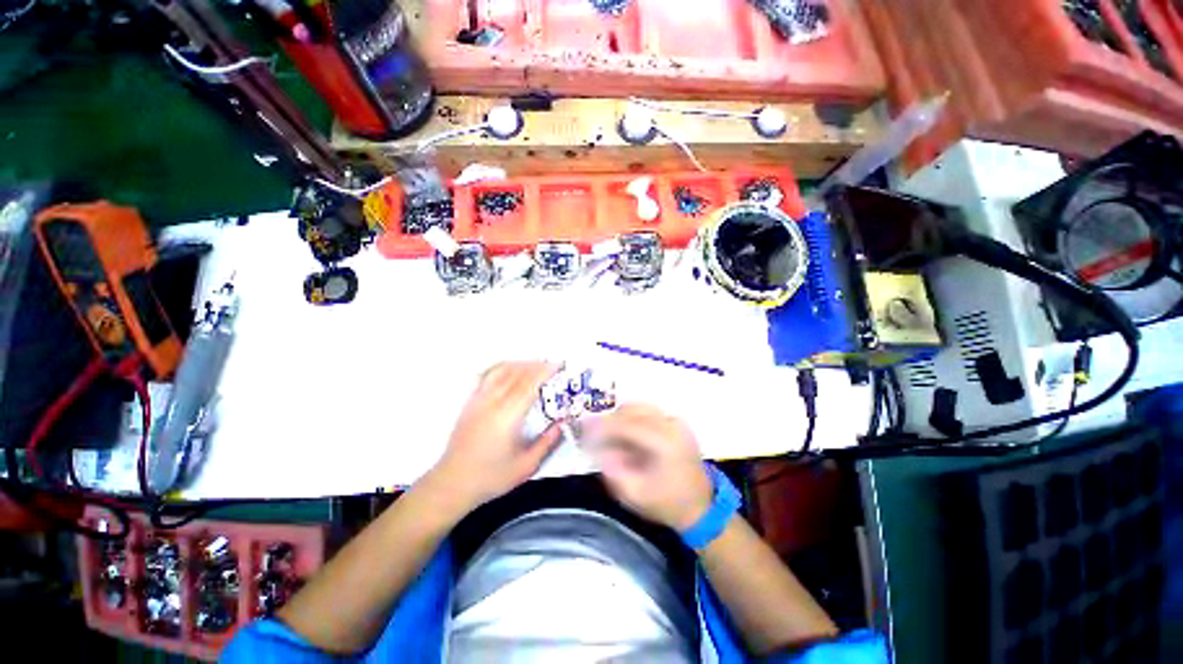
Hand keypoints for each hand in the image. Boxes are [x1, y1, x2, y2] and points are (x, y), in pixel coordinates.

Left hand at [428, 362, 563, 511]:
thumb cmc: (492, 476)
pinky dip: (503, 367)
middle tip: (552, 364)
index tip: (558, 365)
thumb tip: (562, 423)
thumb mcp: (526, 466)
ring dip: (520, 364)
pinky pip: (488, 376)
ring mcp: (478, 400)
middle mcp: (492, 403)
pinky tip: (510, 370)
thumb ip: (547, 442)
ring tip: (534, 364)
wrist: (453, 483)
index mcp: (507, 417)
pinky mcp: (470, 402)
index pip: (529, 385)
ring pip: (500, 371)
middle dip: (536, 365)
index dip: (544, 372)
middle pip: (516, 373)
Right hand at [586, 404, 712, 530]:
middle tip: (593, 434)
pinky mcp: (675, 422)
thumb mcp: (635, 495)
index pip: (627, 424)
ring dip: (619, 417)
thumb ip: (613, 471)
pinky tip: (624, 434)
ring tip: (608, 436)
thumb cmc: (667, 503)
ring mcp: (675, 421)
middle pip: (633, 409)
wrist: (702, 505)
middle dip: (609, 419)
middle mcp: (672, 425)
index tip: (583, 430)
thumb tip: (597, 448)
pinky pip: (646, 411)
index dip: (603, 425)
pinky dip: (630, 418)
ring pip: (639, 407)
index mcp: (665, 443)